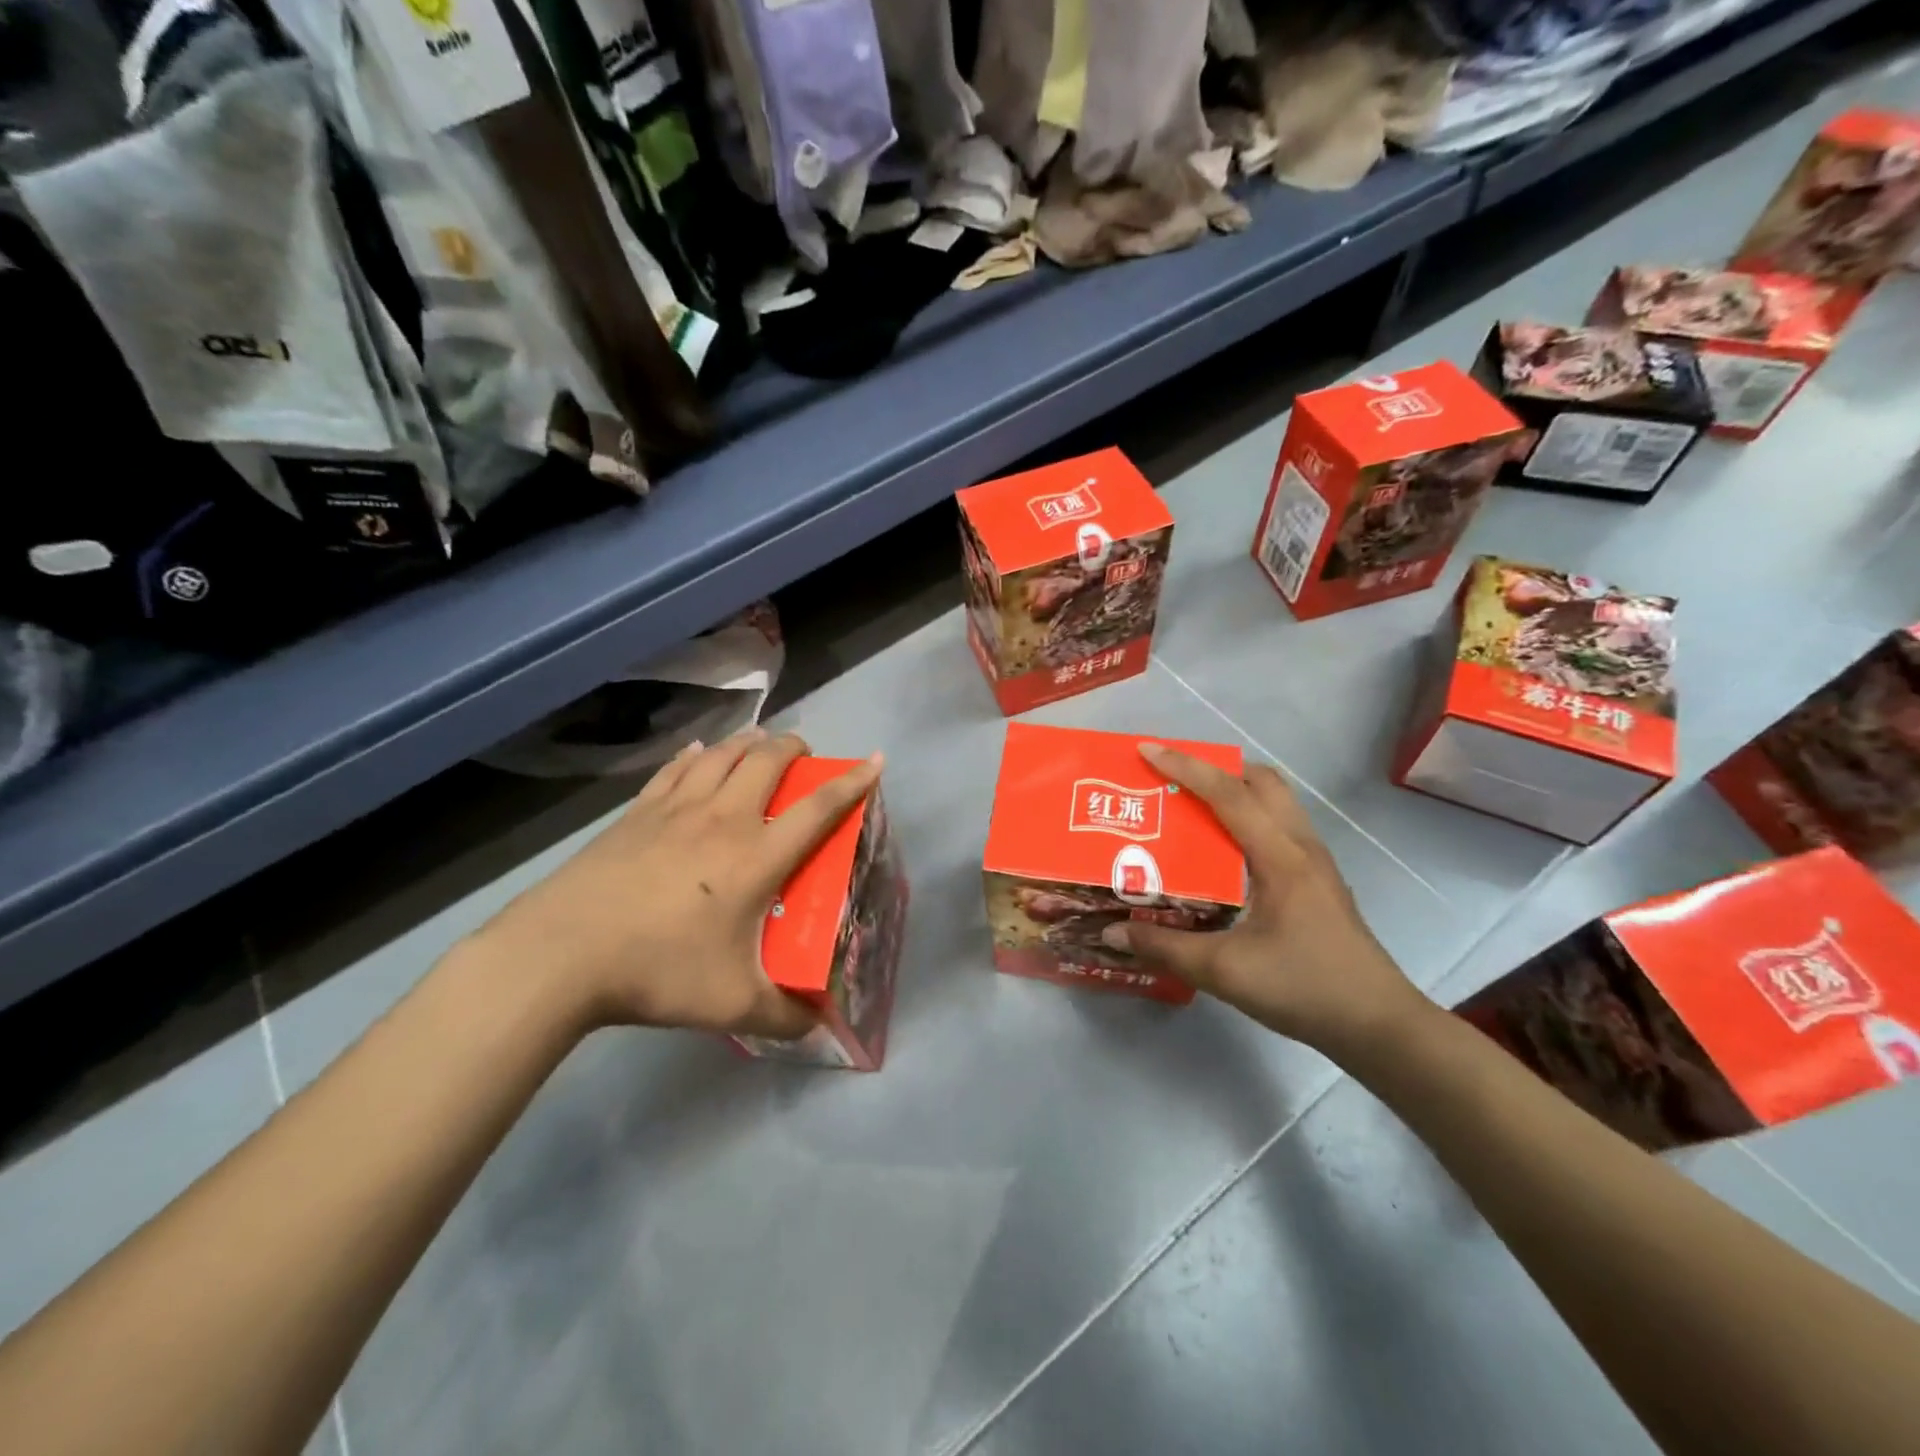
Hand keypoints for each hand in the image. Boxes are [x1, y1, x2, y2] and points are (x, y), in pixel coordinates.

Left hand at [470, 730, 881, 1039]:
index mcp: (757, 856)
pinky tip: (700, 754)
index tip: (875, 760)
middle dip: (795, 748)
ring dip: (750, 742)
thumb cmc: (658, 971)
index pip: (819, 808)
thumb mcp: (732, 1004)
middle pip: (768, 760)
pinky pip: (677, 769)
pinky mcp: (637, 813)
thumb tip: (817, 1027)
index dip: (853, 782)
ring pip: (724, 754)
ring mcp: (676, 810)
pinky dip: (698, 756)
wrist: (562, 954)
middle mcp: (724, 819)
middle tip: (805, 755)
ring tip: (761, 743)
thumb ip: (784, 1016)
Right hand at [1101, 743, 1425, 1057]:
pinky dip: (1248, 818)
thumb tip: (1111, 933)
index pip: (1229, 794)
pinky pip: (1279, 827)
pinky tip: (1223, 853)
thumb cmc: (1305, 987)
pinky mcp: (1318, 881)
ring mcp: (1315, 863)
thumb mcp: (1225, 971)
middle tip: (1173, 780)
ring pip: (1276, 802)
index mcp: (1280, 857)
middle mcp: (1301, 847)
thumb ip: (1165, 948)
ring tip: (1192, 808)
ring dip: (1235, 791)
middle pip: (1262, 781)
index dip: (1186, 767)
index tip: (1147, 751)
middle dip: (1216, 768)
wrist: (1378, 1024)